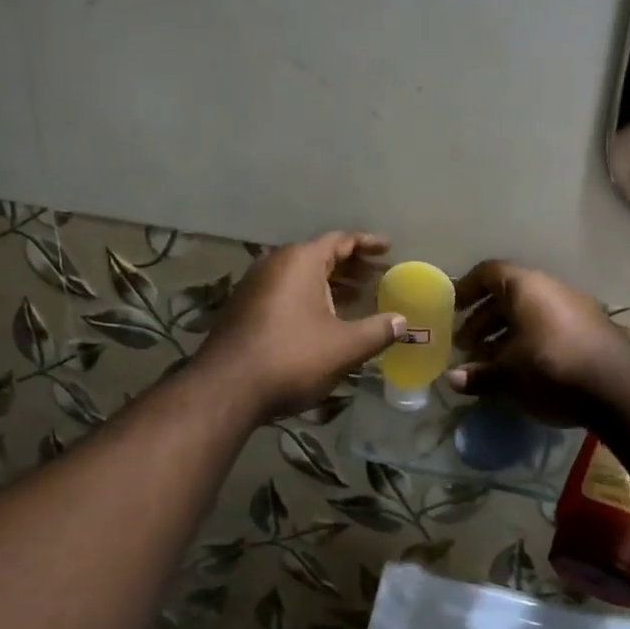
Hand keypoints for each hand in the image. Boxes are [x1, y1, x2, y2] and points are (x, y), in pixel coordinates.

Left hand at [197, 231, 404, 419]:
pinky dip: (309, 297)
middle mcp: (275, 264)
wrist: (227, 389)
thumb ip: (378, 330)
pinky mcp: (244, 308)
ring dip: (329, 283)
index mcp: (300, 261)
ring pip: (300, 275)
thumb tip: (402, 321)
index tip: (388, 249)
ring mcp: (255, 285)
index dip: (367, 244)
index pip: (340, 240)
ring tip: (356, 298)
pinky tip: (323, 319)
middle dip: (350, 265)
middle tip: (377, 277)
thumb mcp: (344, 347)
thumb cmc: (292, 358)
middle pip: (319, 255)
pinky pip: (284, 291)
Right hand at [445, 260, 629, 423]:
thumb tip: (452, 379)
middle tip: (466, 346)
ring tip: (489, 363)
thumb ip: (478, 375)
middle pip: (508, 296)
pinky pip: (549, 328)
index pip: (488, 273)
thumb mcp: (508, 375)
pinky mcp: (590, 331)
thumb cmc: (550, 368)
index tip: (452, 309)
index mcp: (526, 287)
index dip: (466, 289)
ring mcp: (575, 309)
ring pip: (529, 315)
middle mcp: (550, 289)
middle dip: (483, 320)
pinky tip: (520, 372)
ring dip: (505, 335)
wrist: (619, 389)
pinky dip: (528, 343)